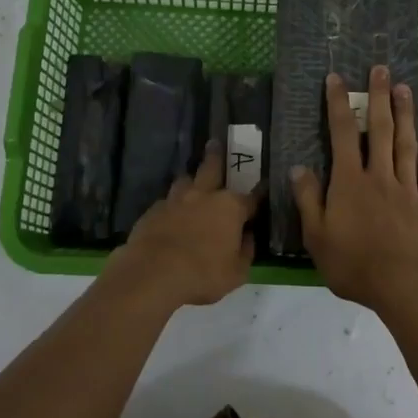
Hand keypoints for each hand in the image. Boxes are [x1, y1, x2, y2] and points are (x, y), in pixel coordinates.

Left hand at [112, 144, 261, 306]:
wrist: (153, 273)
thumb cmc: (203, 274)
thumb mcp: (237, 272)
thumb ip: (245, 251)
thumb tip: (248, 236)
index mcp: (230, 208)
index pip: (252, 197)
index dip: (260, 194)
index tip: (265, 186)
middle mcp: (204, 196)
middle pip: (212, 168)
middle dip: (216, 155)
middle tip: (215, 143)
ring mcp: (176, 200)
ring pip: (185, 180)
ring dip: (191, 180)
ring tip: (192, 181)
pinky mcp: (153, 210)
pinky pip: (167, 201)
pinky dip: (172, 204)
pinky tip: (171, 212)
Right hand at [291, 68, 417, 315]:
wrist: (404, 286)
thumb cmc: (354, 264)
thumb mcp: (317, 236)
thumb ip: (308, 200)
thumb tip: (298, 167)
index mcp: (350, 182)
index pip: (341, 134)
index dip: (338, 104)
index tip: (337, 78)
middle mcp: (379, 176)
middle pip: (379, 130)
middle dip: (379, 97)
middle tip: (382, 69)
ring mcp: (407, 189)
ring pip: (406, 144)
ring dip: (405, 115)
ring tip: (406, 89)